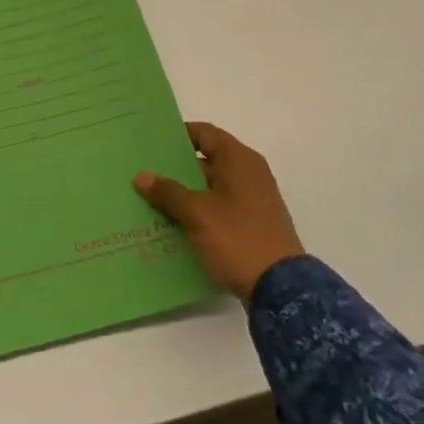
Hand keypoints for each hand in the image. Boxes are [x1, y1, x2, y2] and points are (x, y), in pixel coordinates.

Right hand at [134, 122, 303, 303]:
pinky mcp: (251, 226)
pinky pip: (217, 210)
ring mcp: (252, 201)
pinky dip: (197, 213)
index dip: (177, 135)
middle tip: (142, 173)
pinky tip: (171, 225)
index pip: (204, 133)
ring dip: (183, 194)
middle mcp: (248, 174)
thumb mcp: (197, 213)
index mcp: (239, 160)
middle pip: (205, 161)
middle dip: (174, 168)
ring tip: (149, 200)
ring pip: (209, 188)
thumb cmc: (238, 238)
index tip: (150, 143)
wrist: (281, 290)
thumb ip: (168, 192)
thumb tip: (142, 176)